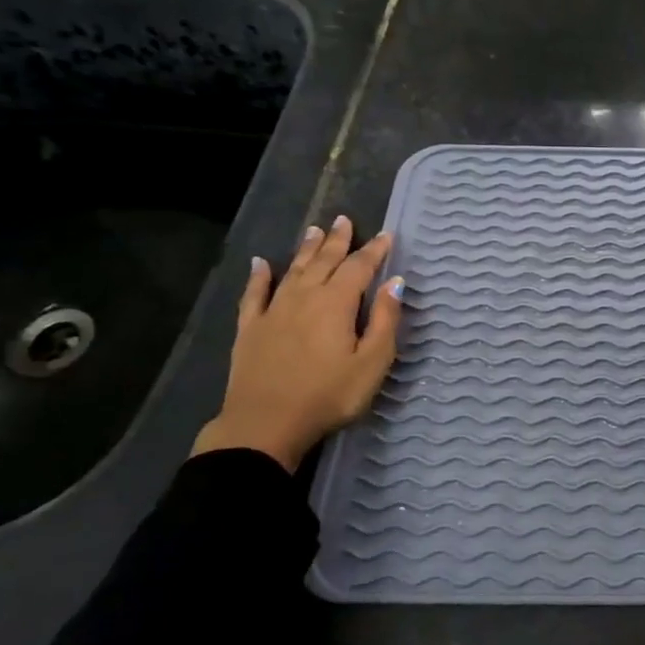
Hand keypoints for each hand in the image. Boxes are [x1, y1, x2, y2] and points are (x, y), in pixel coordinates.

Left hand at [192, 216, 402, 472]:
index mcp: (336, 304)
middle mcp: (304, 298)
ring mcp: (273, 312)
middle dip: (337, 241)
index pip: (359, 268)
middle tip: (344, 219)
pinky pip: (254, 294)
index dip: (374, 251)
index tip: (386, 235)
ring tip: (314, 230)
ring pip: (292, 271)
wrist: (265, 424)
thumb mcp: (372, 362)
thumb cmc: (329, 395)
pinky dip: (258, 276)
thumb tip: (394, 282)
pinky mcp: (250, 329)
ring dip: (305, 249)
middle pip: (323, 261)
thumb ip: (384, 320)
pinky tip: (260, 263)